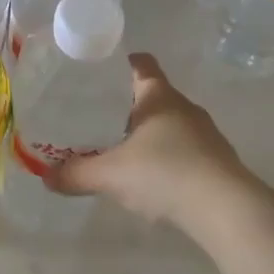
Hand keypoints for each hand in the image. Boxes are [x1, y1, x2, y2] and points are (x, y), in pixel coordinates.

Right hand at [48, 54, 256, 236]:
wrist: (227, 210)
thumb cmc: (165, 173)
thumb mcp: (111, 175)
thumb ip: (76, 174)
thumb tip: (45, 177)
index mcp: (159, 96)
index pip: (141, 64)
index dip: (120, 63)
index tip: (97, 72)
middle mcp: (184, 107)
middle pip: (152, 96)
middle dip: (125, 105)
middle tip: (94, 117)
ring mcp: (205, 135)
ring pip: (168, 124)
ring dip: (146, 134)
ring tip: (118, 151)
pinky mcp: (216, 162)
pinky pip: (183, 150)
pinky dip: (165, 158)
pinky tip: (149, 179)